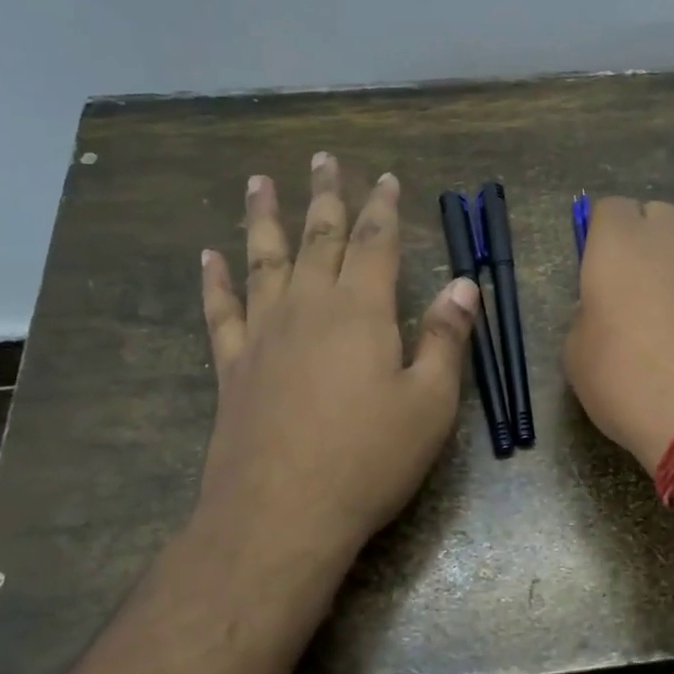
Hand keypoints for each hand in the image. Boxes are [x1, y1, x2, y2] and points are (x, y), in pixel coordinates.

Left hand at [195, 153, 478, 578]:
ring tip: (259, 182)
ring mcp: (264, 335)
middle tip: (322, 159)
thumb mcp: (430, 403)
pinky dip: (216, 281)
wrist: (282, 514)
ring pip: (264, 261)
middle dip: (325, 197)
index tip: (384, 177)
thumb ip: (445, 338)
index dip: (382, 207)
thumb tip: (464, 284)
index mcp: (361, 311)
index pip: (375, 243)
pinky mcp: (233, 367)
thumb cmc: (370, 458)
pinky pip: (222, 311)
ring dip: (263, 219)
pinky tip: (209, 256)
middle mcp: (308, 308)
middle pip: (318, 238)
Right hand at [562, 198, 673, 472]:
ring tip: (666, 320)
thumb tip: (605, 310)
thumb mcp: (577, 355)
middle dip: (643, 240)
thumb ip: (587, 316)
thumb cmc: (627, 380)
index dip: (600, 236)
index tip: (595, 272)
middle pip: (657, 217)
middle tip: (630, 289)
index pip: (610, 209)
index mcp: (621, 244)